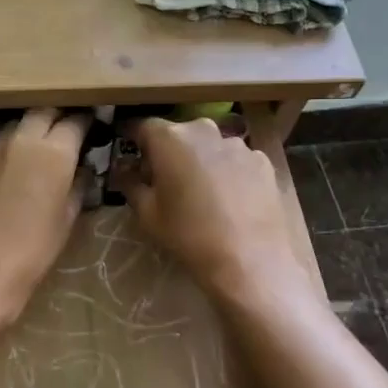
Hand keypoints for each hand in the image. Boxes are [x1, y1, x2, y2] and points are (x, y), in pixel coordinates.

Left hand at [0, 108, 88, 313]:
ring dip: (33, 128)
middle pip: (44, 112)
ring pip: (19, 124)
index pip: (75, 121)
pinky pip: (0, 145)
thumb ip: (77, 185)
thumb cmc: (35, 248)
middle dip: (58, 116)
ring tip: (44, 145)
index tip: (94, 126)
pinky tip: (18, 166)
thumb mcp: (68, 217)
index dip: (87, 121)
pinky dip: (14, 147)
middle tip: (69, 129)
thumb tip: (82, 170)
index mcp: (54, 151)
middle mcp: (23, 140)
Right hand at [117, 119, 308, 307]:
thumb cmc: (189, 235)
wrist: (251, 261)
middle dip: (170, 152)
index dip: (135, 142)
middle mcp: (205, 131)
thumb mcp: (147, 214)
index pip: (143, 126)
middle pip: (180, 134)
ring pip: (210, 146)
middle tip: (166, 182)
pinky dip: (229, 172)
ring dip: (202, 161)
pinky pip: (237, 160)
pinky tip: (231, 201)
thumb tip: (123, 168)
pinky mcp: (264, 162)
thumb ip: (130, 183)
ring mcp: (239, 145)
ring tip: (203, 194)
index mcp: (171, 138)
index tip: (132, 160)